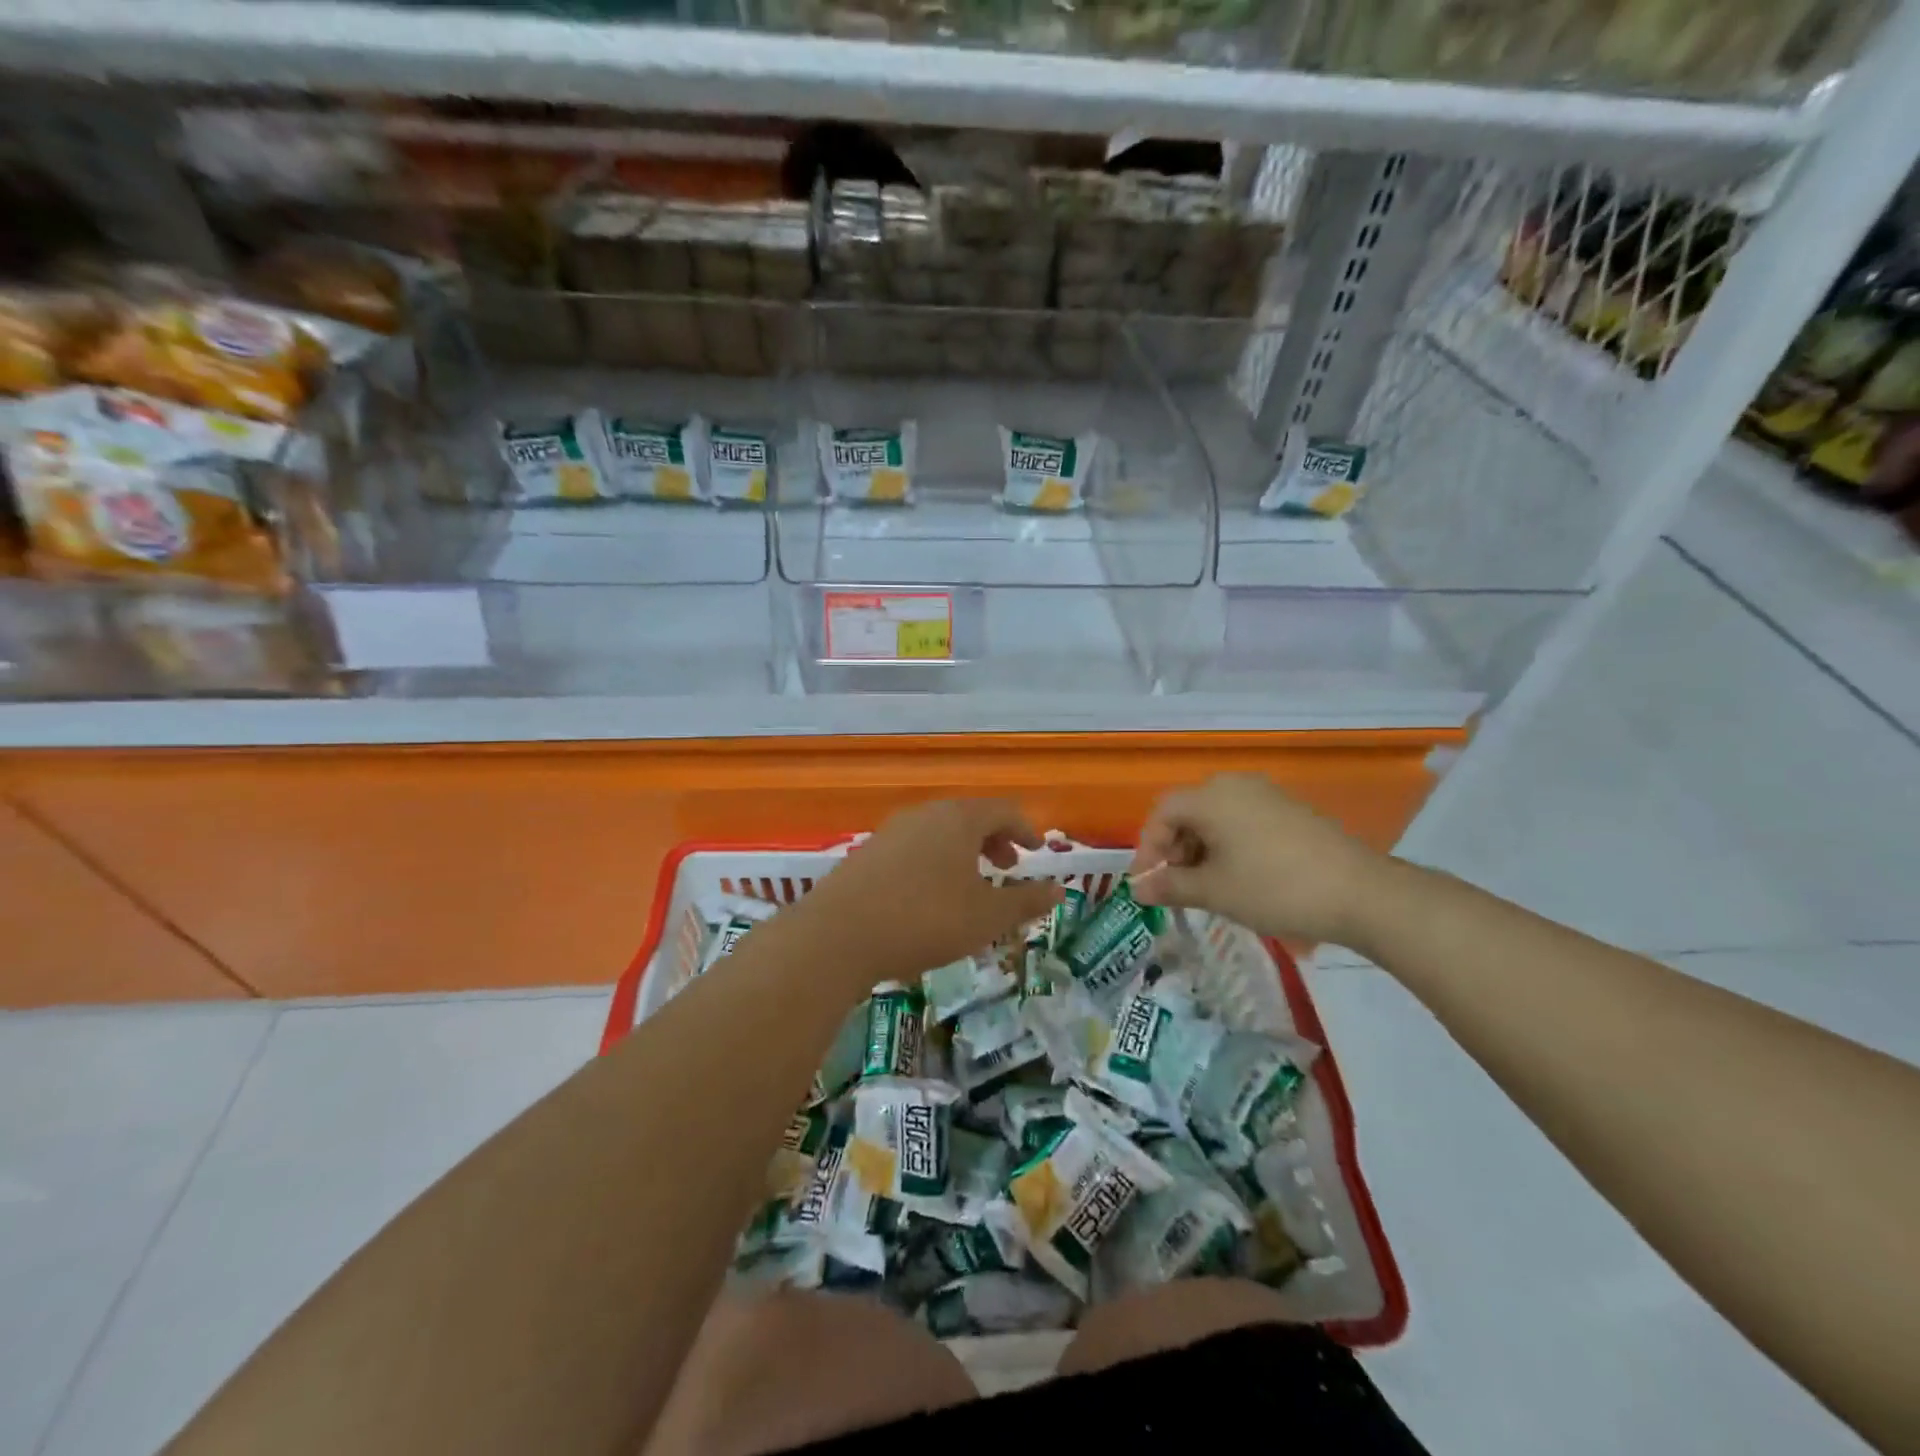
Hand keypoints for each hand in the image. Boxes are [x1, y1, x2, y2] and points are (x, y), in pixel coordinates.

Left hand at [792, 799, 1062, 984]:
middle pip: (969, 817)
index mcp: (959, 819)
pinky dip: (935, 862)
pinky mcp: (867, 853)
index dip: (1025, 829)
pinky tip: (929, 896)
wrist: (838, 934)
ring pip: (939, 832)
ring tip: (970, 885)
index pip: (1003, 810)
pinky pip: (914, 848)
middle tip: (1007, 868)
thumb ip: (1025, 901)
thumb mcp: (987, 917)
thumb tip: (1059, 890)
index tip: (1036, 850)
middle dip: (993, 840)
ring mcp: (891, 831)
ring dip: (963, 853)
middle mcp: (925, 814)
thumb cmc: (926, 920)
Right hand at [1129, 774, 1387, 945]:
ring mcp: (1267, 794)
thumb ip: (1170, 887)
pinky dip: (1228, 844)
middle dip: (1174, 849)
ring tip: (1207, 886)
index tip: (1147, 885)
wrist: (1361, 893)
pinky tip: (1239, 876)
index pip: (1161, 813)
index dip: (1147, 848)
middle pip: (1188, 811)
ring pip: (1216, 816)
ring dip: (1201, 849)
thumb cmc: (1274, 888)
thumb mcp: (1214, 891)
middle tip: (1177, 886)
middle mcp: (1235, 785)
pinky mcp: (1290, 810)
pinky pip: (1243, 820)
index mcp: (1211, 797)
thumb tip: (1136, 889)